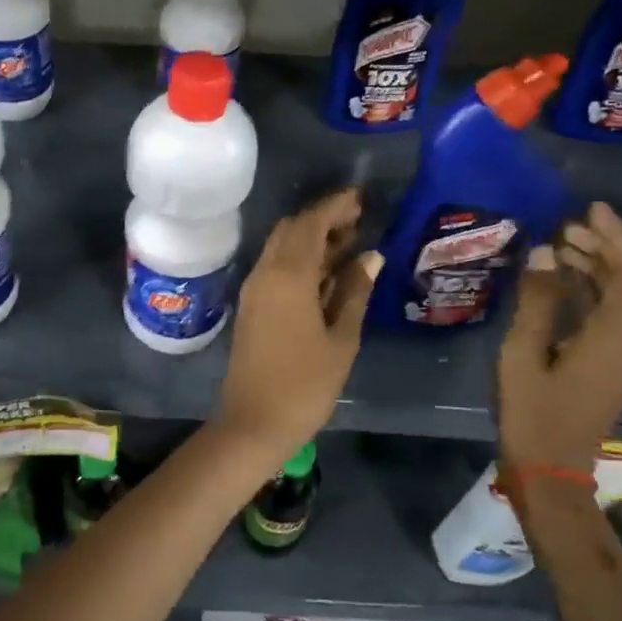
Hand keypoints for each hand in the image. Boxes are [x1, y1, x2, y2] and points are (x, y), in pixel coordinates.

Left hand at [213, 188, 381, 459]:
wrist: (253, 421)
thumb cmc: (305, 384)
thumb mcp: (342, 339)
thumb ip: (355, 292)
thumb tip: (370, 256)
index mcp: (288, 275)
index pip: (310, 224)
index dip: (334, 206)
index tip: (360, 199)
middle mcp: (265, 272)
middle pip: (291, 230)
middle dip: (322, 219)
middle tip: (358, 221)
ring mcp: (254, 288)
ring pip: (281, 247)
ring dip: (311, 238)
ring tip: (350, 243)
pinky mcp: (251, 305)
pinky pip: (275, 267)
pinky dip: (300, 259)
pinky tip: (327, 272)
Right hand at [497, 202, 621, 478]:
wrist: (551, 469)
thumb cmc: (533, 412)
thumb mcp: (523, 353)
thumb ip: (536, 301)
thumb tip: (545, 251)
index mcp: (615, 337)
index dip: (621, 238)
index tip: (591, 211)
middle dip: (610, 247)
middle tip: (568, 227)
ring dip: (602, 266)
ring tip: (559, 247)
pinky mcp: (612, 363)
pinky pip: (615, 313)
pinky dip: (595, 288)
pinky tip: (561, 282)